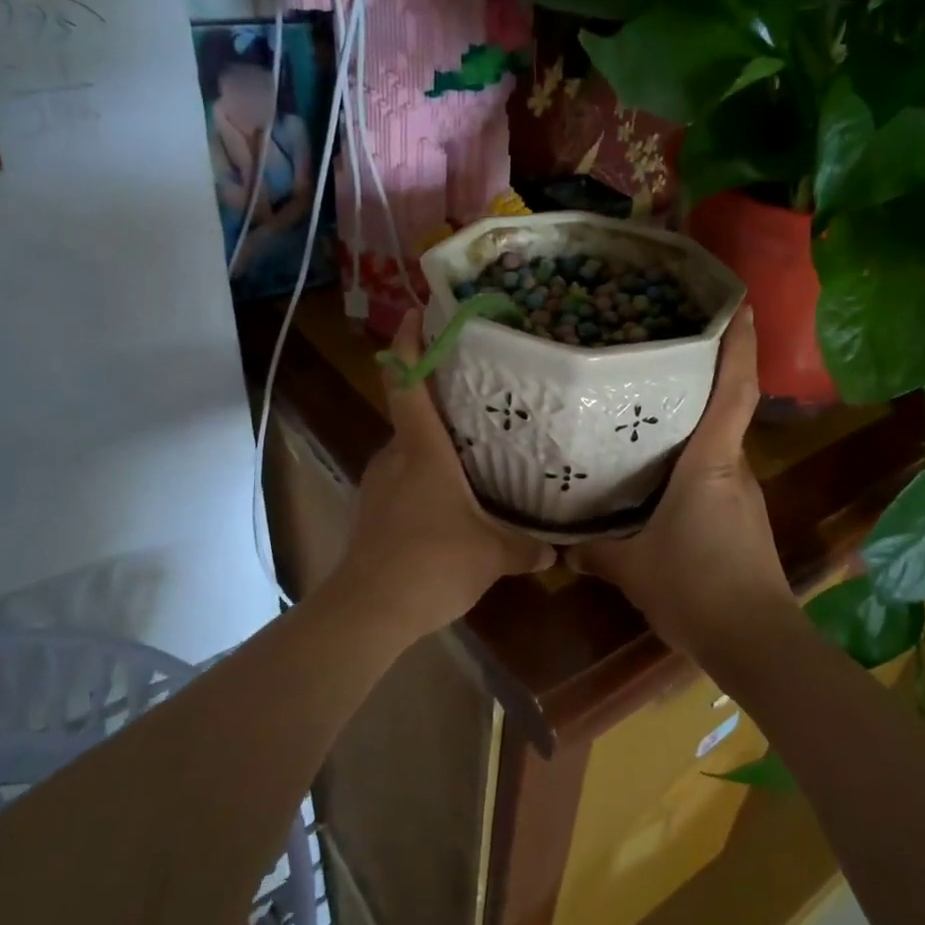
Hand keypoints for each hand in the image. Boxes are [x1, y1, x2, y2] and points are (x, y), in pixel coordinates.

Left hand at [332, 311, 555, 632]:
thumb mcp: (491, 555)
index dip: (409, 344)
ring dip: (434, 450)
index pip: (408, 383)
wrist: (369, 610)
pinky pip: (401, 482)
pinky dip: (423, 481)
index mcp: (422, 450)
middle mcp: (394, 457)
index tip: (417, 314)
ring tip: (471, 457)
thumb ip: (525, 548)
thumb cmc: (432, 564)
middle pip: (413, 416)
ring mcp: (377, 484)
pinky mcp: (371, 512)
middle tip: (480, 402)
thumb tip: (555, 550)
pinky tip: (448, 505)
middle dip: (441, 405)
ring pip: (408, 452)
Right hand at [570, 309, 794, 657]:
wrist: (754, 640)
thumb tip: (562, 544)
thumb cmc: (695, 587)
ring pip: (716, 444)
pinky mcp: (742, 516)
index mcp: (710, 462)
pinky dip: (691, 461)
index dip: (740, 345)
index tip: (740, 305)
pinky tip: (658, 474)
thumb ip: (593, 550)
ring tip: (648, 409)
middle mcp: (734, 467)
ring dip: (692, 423)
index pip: (734, 391)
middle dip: (702, 376)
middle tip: (662, 351)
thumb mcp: (630, 567)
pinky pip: (714, 473)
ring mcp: (742, 493)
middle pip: (722, 409)